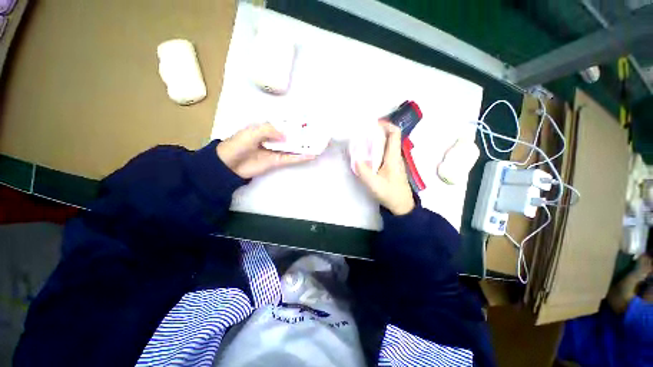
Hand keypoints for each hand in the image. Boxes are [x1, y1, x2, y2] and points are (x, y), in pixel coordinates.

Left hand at [217, 123, 314, 178]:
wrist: (229, 164)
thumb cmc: (239, 144)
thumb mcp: (252, 132)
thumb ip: (269, 130)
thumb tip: (287, 135)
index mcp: (268, 128)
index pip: (285, 124)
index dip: (297, 122)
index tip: (310, 121)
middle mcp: (275, 139)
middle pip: (293, 136)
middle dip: (305, 134)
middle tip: (319, 133)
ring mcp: (278, 150)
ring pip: (294, 147)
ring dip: (306, 146)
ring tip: (320, 144)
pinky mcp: (278, 161)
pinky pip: (291, 158)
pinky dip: (301, 157)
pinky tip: (312, 155)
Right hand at [355, 121, 414, 215]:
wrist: (402, 206)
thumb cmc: (390, 194)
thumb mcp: (374, 184)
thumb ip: (363, 171)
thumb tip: (355, 158)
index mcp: (393, 157)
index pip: (395, 133)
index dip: (386, 125)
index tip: (372, 124)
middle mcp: (396, 156)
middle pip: (390, 137)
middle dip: (377, 132)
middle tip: (362, 133)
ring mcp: (394, 162)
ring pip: (387, 145)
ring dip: (376, 141)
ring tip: (362, 143)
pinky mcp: (392, 167)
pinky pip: (384, 153)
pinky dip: (376, 150)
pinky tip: (367, 156)